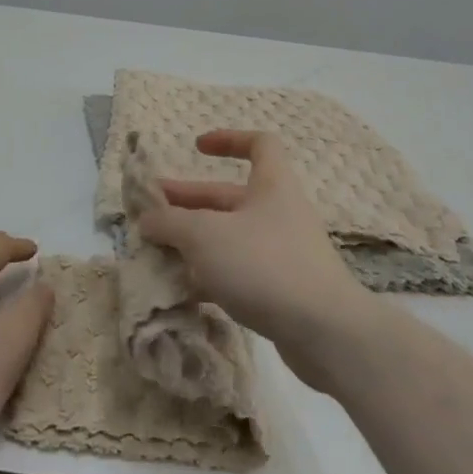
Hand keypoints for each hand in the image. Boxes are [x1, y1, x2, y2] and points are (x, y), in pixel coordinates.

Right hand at [136, 130, 373, 390]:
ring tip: (158, 254)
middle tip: (150, 212)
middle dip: (189, 202)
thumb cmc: (264, 264)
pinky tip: (184, 290)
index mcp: (272, 185)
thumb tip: (146, 219)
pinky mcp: (282, 290)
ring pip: (231, 237)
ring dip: (195, 242)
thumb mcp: (205, 236)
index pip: (259, 144)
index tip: (197, 148)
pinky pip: (240, 272)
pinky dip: (211, 275)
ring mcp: (283, 253)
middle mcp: (280, 213)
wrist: (326, 334)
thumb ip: (170, 223)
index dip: (228, 139)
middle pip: (230, 197)